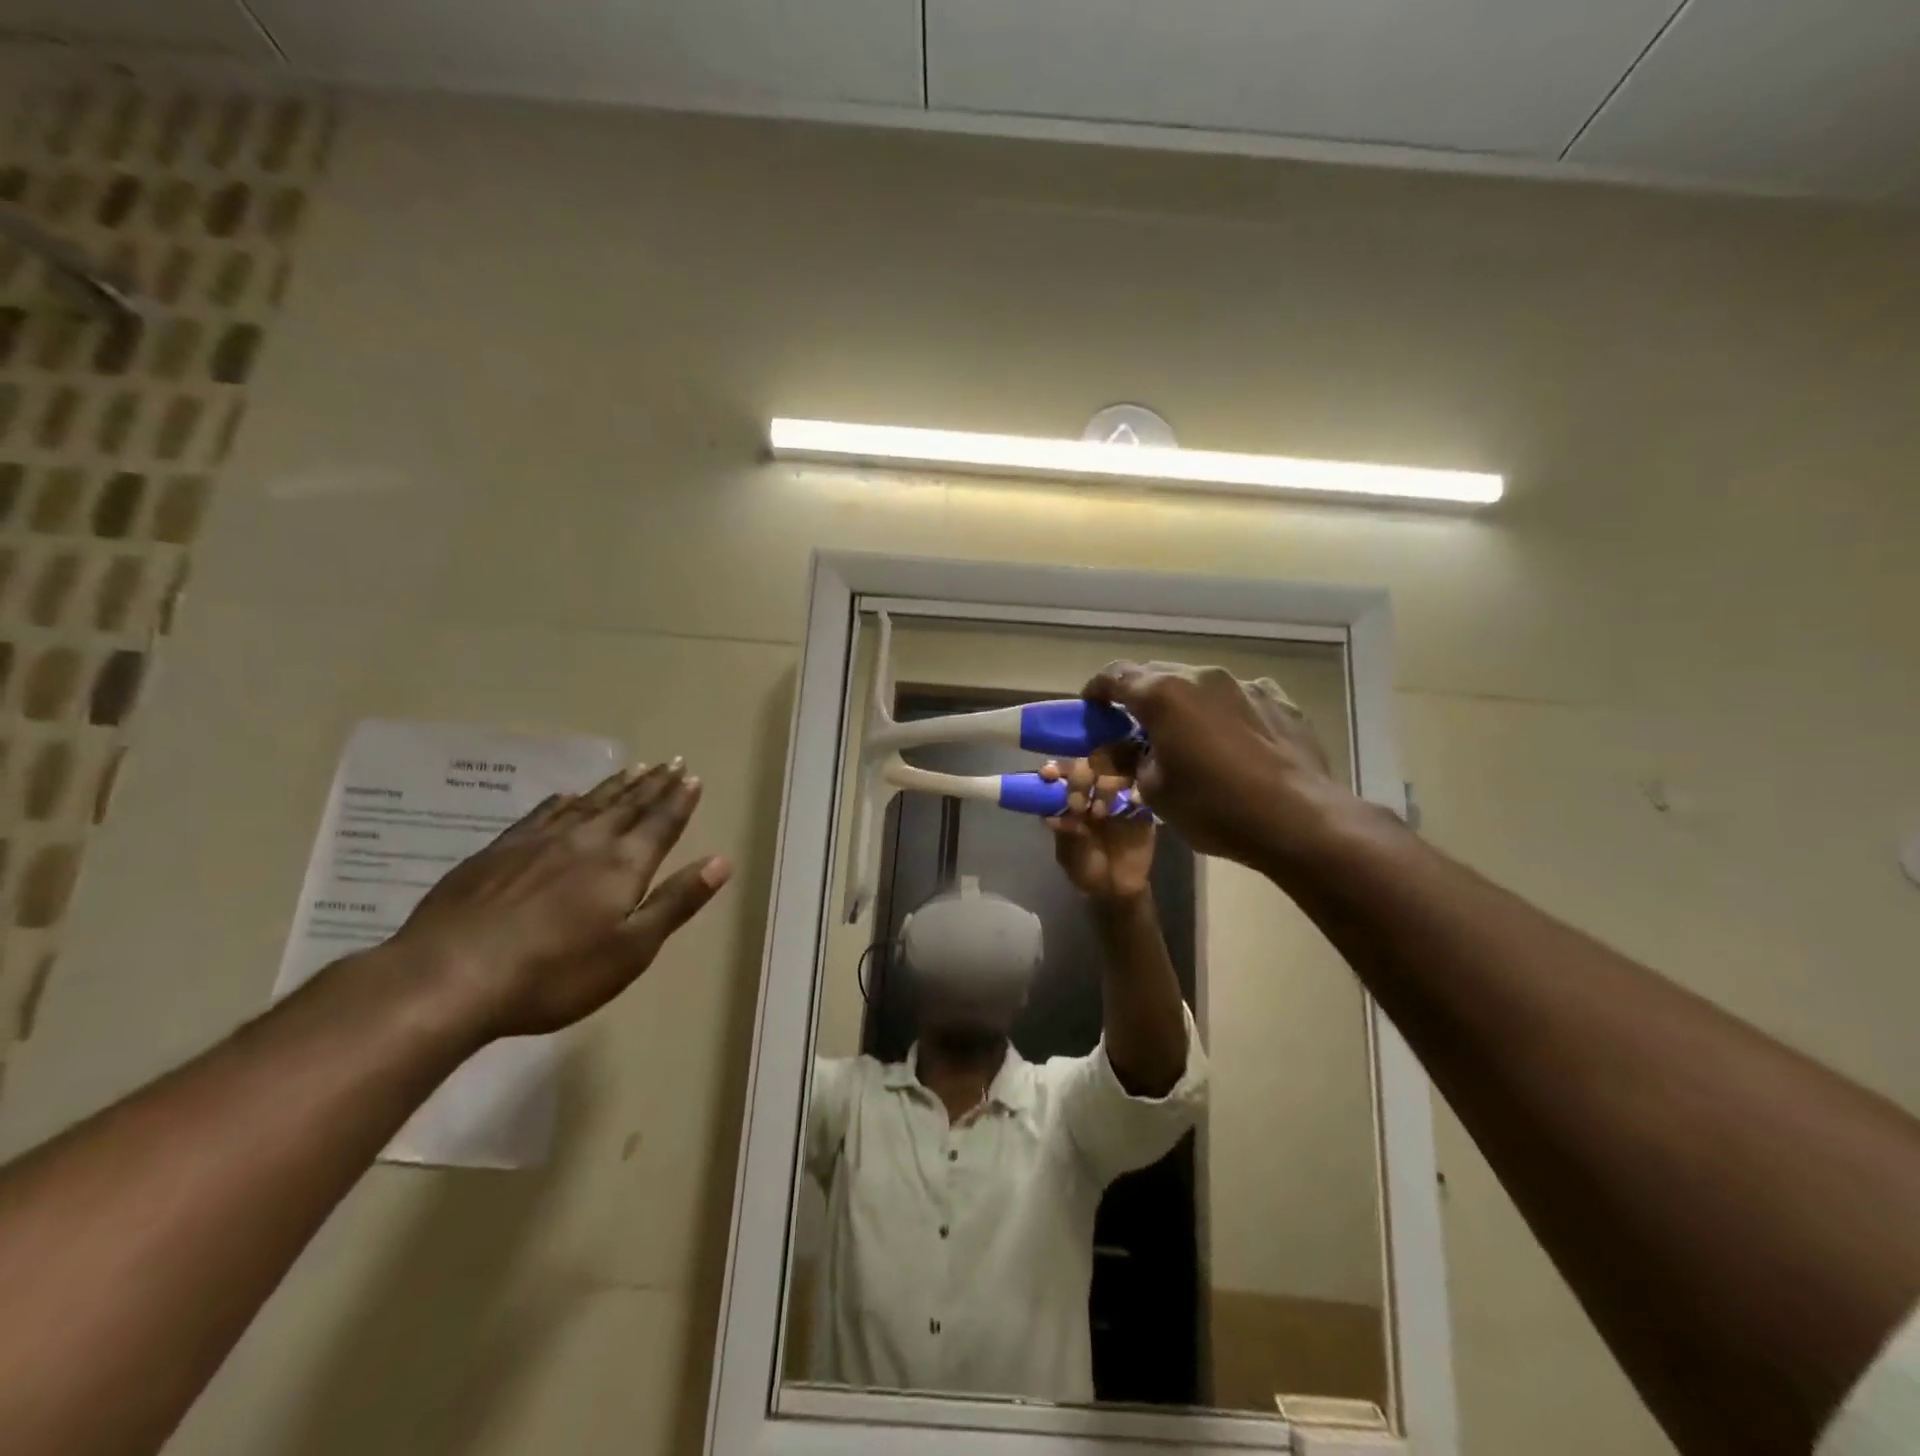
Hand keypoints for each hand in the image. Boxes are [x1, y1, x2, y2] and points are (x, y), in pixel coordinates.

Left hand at [386, 760, 731, 1039]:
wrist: (448, 978)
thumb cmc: (555, 973)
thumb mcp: (631, 949)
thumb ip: (676, 902)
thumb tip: (721, 861)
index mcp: (623, 865)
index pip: (660, 824)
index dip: (679, 801)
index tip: (692, 777)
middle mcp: (586, 841)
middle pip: (627, 806)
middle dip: (654, 785)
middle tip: (672, 762)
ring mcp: (537, 843)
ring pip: (587, 803)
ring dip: (615, 786)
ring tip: (634, 769)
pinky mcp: (497, 852)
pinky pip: (541, 814)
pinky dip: (562, 800)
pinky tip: (567, 794)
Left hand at [1041, 755, 1155, 900]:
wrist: (1118, 890)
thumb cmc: (1086, 869)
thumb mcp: (1070, 855)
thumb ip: (1066, 834)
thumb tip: (1052, 817)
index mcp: (1071, 797)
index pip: (1063, 772)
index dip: (1056, 768)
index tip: (1048, 774)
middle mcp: (1094, 790)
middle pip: (1089, 765)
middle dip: (1079, 778)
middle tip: (1077, 805)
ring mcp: (1120, 796)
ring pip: (1116, 771)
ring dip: (1104, 786)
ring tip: (1099, 813)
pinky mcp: (1143, 807)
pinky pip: (1143, 789)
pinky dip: (1136, 792)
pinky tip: (1132, 800)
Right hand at [1082, 661, 1352, 870]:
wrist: (1299, 820)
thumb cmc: (1213, 807)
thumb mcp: (1155, 791)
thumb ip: (1129, 760)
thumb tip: (1116, 750)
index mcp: (1164, 694)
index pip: (1116, 675)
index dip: (1097, 688)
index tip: (1091, 706)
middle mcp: (1204, 677)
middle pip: (1158, 675)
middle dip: (1141, 696)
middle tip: (1134, 727)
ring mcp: (1247, 685)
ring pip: (1201, 686)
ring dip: (1185, 705)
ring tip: (1187, 738)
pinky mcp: (1281, 702)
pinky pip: (1240, 699)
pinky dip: (1225, 713)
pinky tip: (1232, 743)